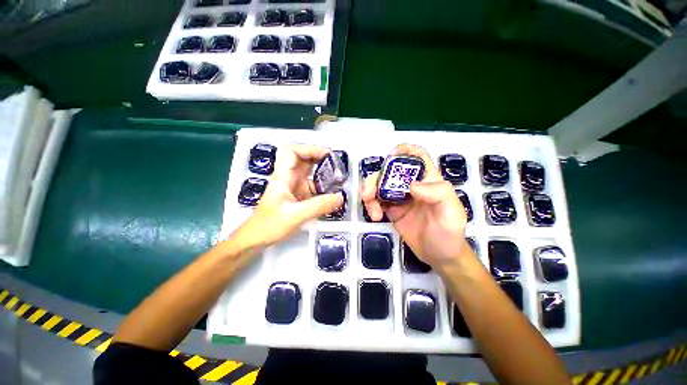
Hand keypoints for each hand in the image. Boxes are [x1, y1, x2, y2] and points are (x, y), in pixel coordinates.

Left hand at [235, 144, 343, 248]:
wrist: (255, 240)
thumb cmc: (268, 225)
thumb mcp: (294, 215)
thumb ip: (318, 206)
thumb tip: (341, 198)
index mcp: (283, 177)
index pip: (292, 151)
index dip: (309, 148)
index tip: (327, 154)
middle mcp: (289, 178)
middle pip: (304, 160)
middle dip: (321, 159)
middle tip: (338, 165)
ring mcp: (294, 188)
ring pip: (310, 174)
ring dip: (324, 174)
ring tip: (340, 178)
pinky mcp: (299, 198)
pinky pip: (314, 188)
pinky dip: (324, 188)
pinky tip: (333, 194)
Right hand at [361, 144, 471, 268]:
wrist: (440, 257)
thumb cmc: (449, 234)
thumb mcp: (452, 213)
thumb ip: (438, 194)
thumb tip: (411, 185)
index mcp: (429, 180)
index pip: (417, 156)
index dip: (404, 151)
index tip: (390, 158)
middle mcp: (412, 184)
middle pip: (390, 170)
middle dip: (376, 178)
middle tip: (369, 194)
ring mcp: (399, 196)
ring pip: (379, 184)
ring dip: (369, 193)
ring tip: (372, 211)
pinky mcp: (391, 209)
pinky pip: (376, 200)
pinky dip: (371, 205)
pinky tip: (375, 216)